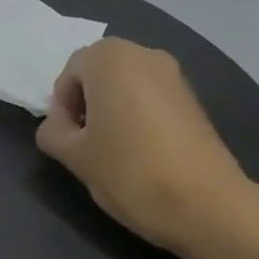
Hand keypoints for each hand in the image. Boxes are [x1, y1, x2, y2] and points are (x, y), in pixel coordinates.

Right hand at [35, 39, 258, 254]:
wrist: (205, 204)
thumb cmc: (129, 172)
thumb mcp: (73, 155)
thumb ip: (53, 131)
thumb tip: (60, 124)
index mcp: (110, 58)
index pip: (69, 72)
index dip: (62, 106)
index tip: (69, 139)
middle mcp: (144, 54)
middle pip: (99, 72)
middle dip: (87, 103)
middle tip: (87, 143)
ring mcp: (175, 75)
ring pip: (126, 85)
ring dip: (112, 109)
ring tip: (114, 150)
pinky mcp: (194, 99)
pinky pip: (151, 97)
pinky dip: (138, 116)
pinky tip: (141, 151)